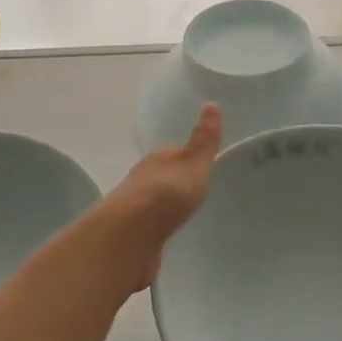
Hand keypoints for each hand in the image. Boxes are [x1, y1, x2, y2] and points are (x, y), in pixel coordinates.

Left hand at [103, 104, 223, 284]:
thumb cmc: (165, 194)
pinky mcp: (135, 237)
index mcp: (157, 160)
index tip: (207, 168)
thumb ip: (204, 141)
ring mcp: (136, 210)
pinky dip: (162, 230)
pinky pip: (153, 229)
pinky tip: (173, 237)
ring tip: (191, 217)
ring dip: (170, 209)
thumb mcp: (193, 164)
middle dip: (180, 185)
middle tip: (203, 195)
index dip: (191, 159)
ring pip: (157, 205)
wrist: (129, 236)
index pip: (176, 153)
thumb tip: (211, 103)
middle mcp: (143, 180)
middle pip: (165, 179)